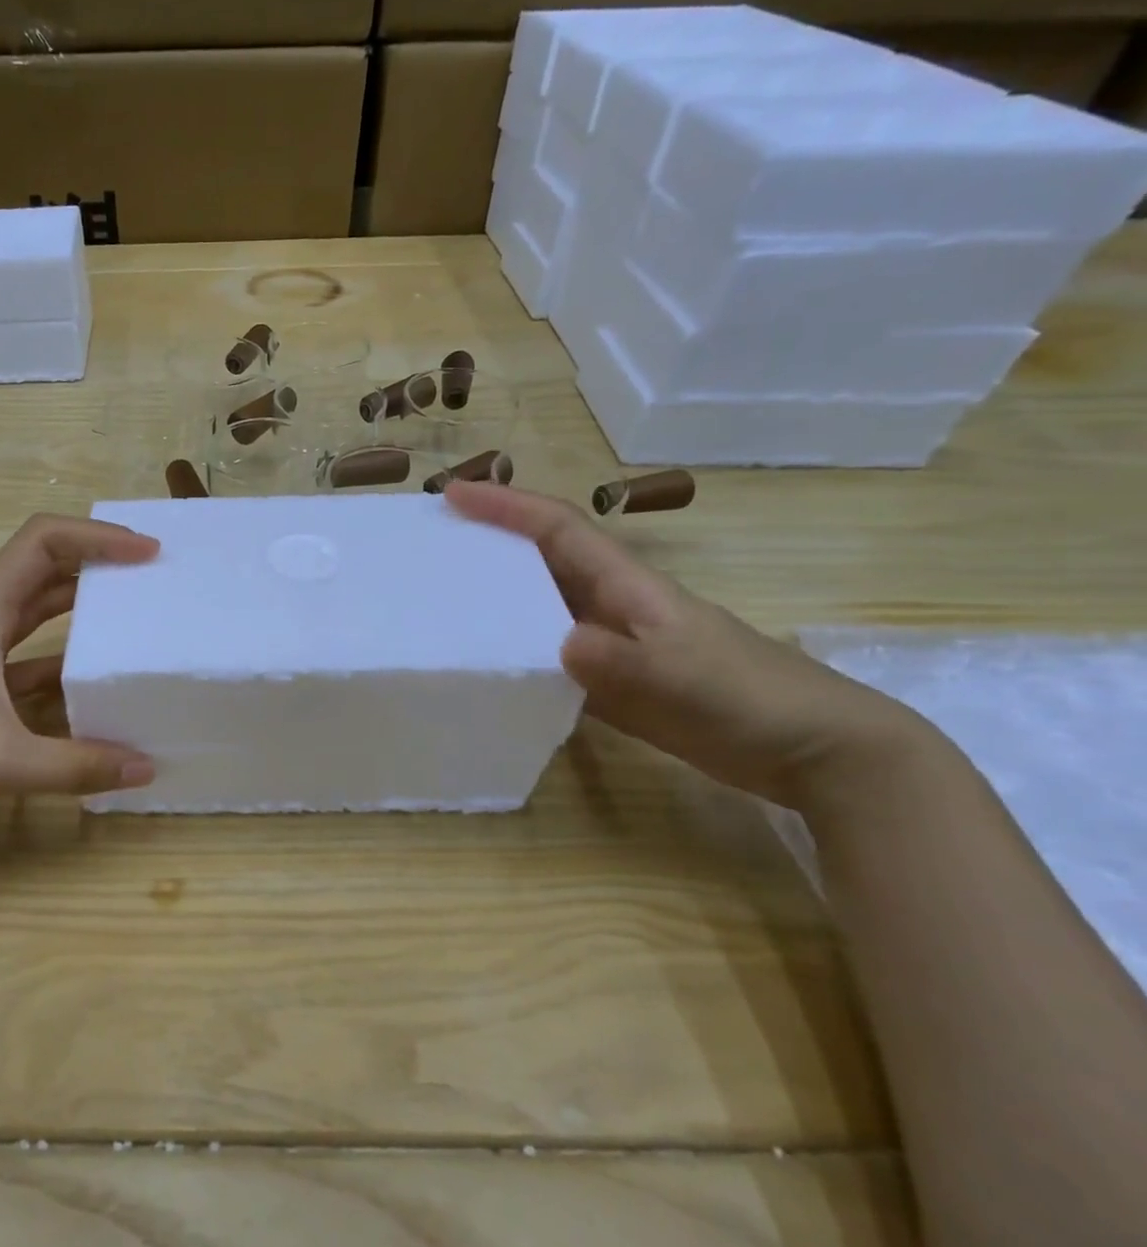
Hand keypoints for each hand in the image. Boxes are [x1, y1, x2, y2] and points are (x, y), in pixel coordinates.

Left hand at [0, 513, 159, 822]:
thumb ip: (75, 766)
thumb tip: (145, 770)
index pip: (43, 541)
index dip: (96, 536)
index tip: (145, 554)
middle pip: (45, 567)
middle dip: (97, 564)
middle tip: (149, 579)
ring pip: (36, 611)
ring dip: (80, 607)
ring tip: (131, 617)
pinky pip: (27, 656)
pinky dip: (61, 659)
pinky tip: (90, 683)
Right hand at [446, 482, 921, 806]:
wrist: (814, 751)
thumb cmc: (752, 697)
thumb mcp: (684, 677)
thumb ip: (621, 662)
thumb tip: (557, 644)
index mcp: (628, 586)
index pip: (559, 530)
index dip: (507, 508)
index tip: (454, 495)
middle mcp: (611, 606)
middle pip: (541, 561)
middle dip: (489, 543)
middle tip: (432, 546)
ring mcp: (611, 646)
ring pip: (540, 608)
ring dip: (496, 598)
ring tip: (441, 600)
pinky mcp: (611, 684)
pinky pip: (549, 657)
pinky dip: (515, 652)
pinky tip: (485, 666)